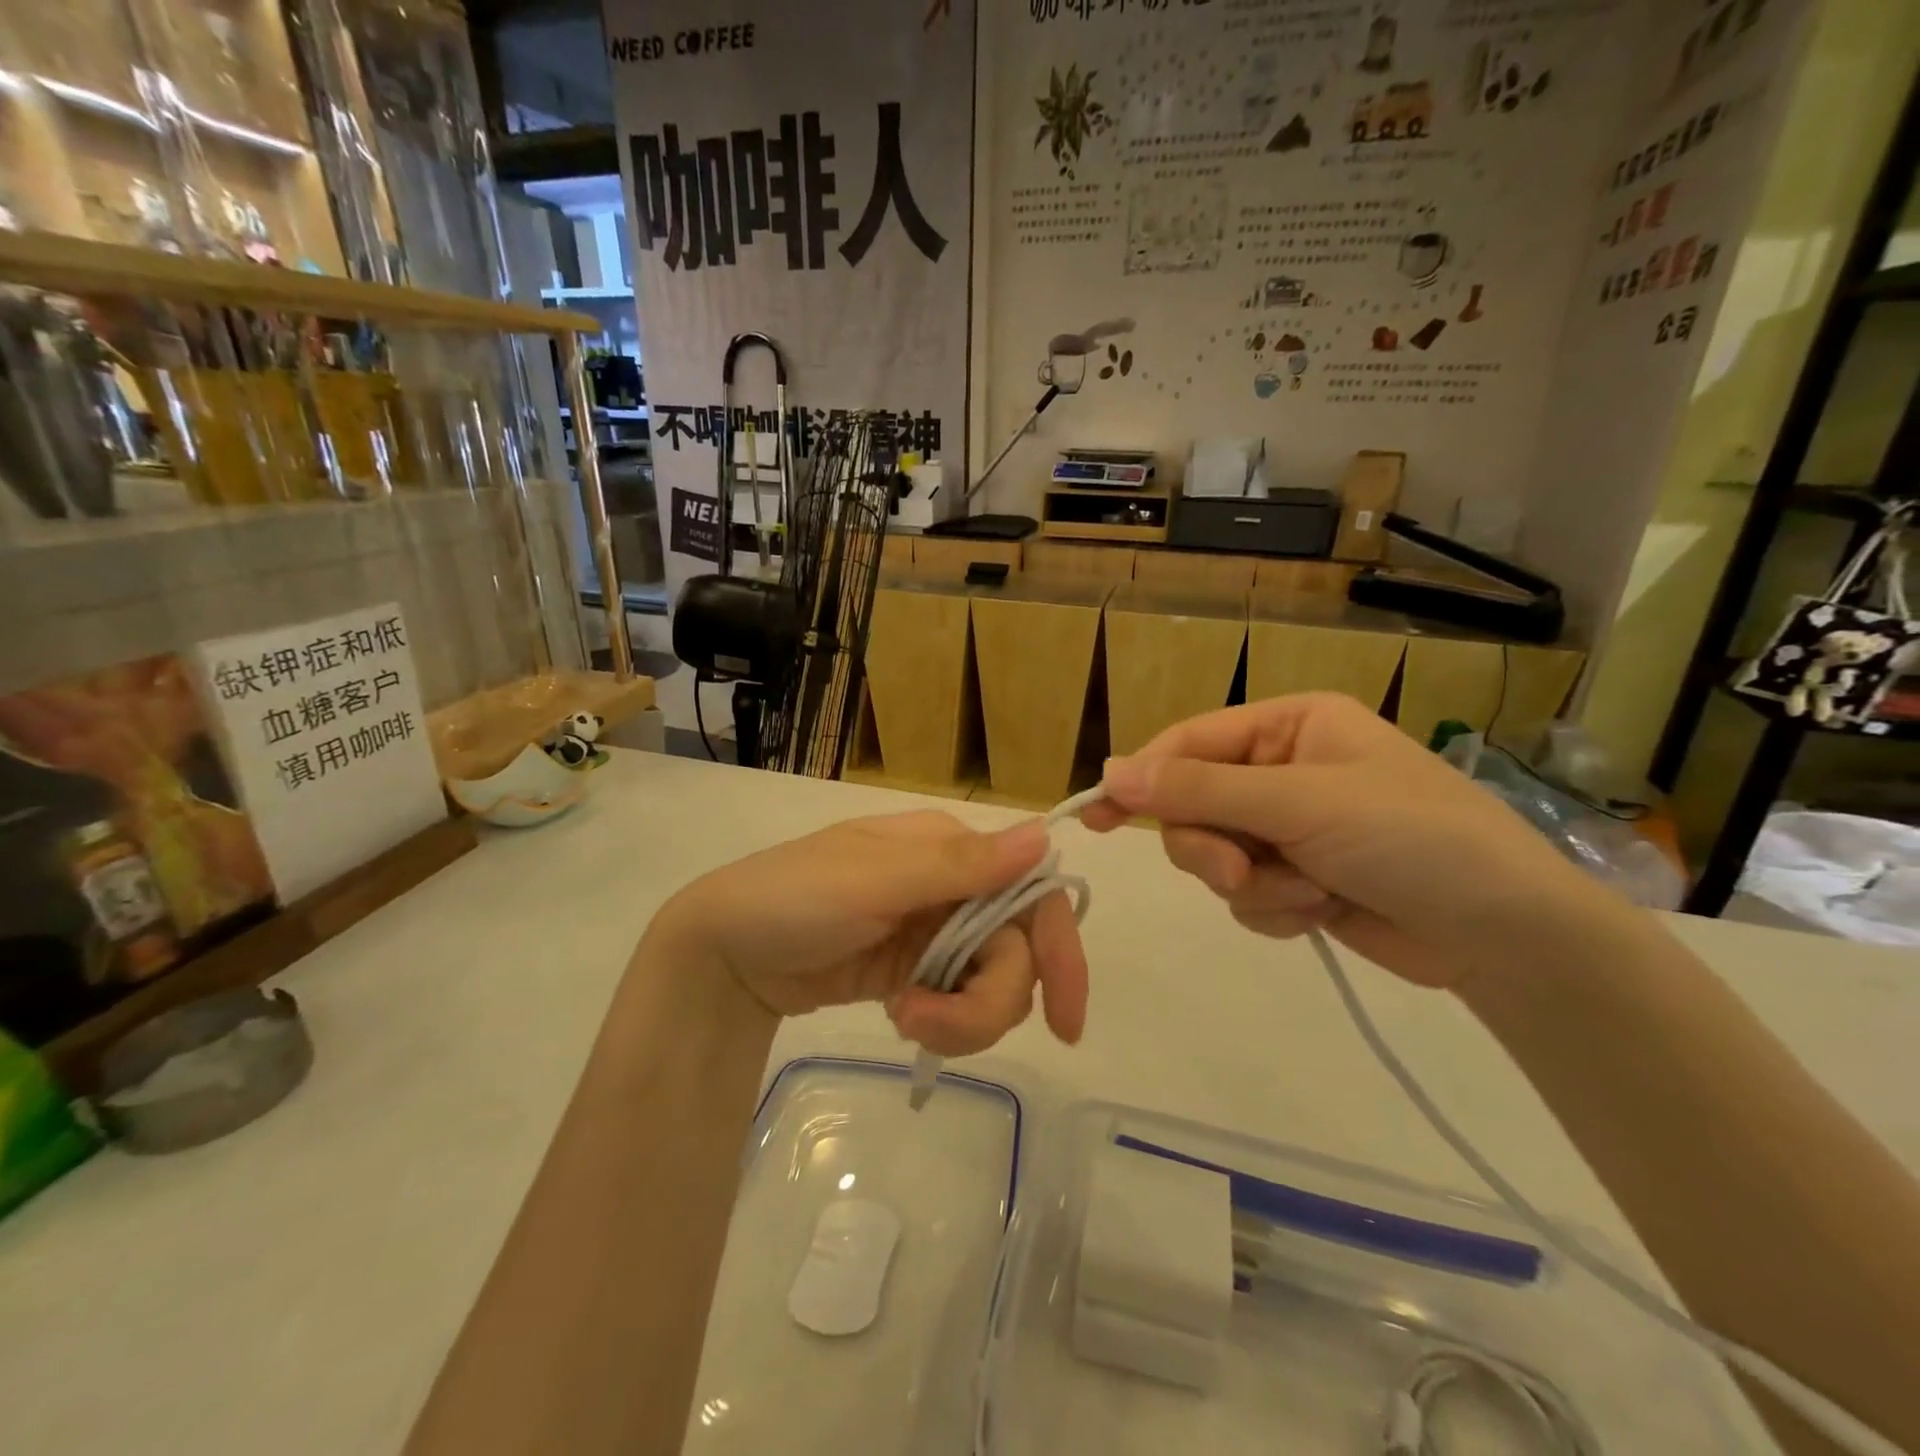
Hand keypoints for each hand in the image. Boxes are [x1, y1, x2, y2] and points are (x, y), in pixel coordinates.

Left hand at [656, 811, 1088, 1054]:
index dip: (1059, 950)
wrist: (724, 955)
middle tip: (928, 1026)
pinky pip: (957, 1002)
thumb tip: (1045, 835)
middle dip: (988, 1001)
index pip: (1030, 892)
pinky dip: (941, 1022)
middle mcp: (952, 887)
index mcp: (948, 849)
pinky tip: (899, 1016)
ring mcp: (933, 933)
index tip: (1065, 1021)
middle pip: (1015, 950)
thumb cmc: (793, 898)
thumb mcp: (874, 880)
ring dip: (960, 1018)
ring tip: (903, 1020)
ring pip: (991, 983)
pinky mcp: (915, 973)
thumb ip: (960, 866)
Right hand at [1081, 693, 1624, 987]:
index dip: (1143, 778)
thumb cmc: (1412, 838)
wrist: (1508, 937)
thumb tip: (1108, 773)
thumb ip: (1198, 791)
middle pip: (1194, 806)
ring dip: (1253, 884)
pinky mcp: (1299, 879)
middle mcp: (1284, 770)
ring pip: (1216, 856)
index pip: (1190, 743)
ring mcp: (1291, 828)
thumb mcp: (1299, 803)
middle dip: (1213, 847)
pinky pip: (1246, 895)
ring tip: (1307, 894)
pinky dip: (1275, 909)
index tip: (1097, 815)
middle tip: (1241, 873)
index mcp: (1289, 726)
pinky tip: (1322, 911)